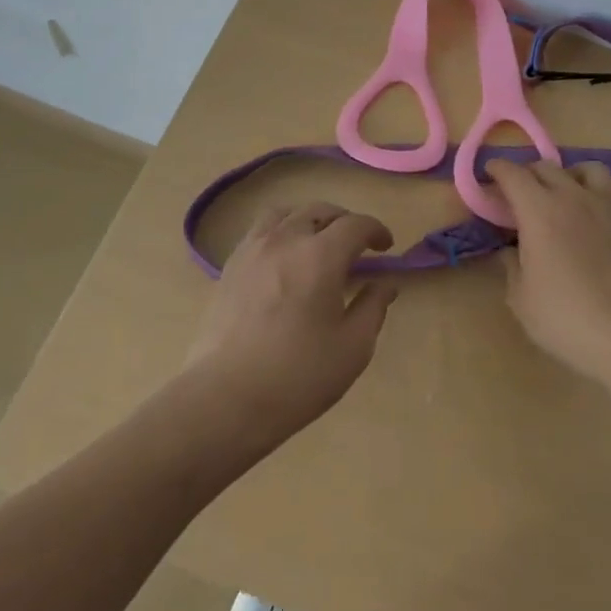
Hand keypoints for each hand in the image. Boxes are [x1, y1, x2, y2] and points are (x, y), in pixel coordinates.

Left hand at [185, 201, 398, 444]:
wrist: (225, 399)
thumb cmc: (297, 376)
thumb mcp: (352, 348)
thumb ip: (373, 308)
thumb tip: (385, 284)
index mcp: (321, 256)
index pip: (356, 224)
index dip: (376, 230)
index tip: (385, 248)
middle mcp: (287, 239)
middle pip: (320, 211)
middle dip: (345, 222)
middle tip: (356, 246)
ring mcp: (253, 249)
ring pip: (286, 213)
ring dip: (309, 220)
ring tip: (317, 242)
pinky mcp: (230, 266)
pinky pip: (260, 230)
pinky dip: (280, 231)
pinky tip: (283, 258)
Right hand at [486, 158, 610, 380]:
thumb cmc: (565, 317)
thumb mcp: (521, 297)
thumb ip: (512, 265)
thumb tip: (511, 250)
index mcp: (538, 210)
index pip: (513, 174)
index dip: (498, 170)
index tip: (490, 173)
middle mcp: (571, 196)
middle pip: (545, 167)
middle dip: (528, 174)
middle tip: (520, 194)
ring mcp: (606, 203)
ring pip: (585, 169)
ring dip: (568, 176)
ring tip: (564, 195)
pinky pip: (610, 190)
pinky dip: (596, 194)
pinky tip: (593, 217)